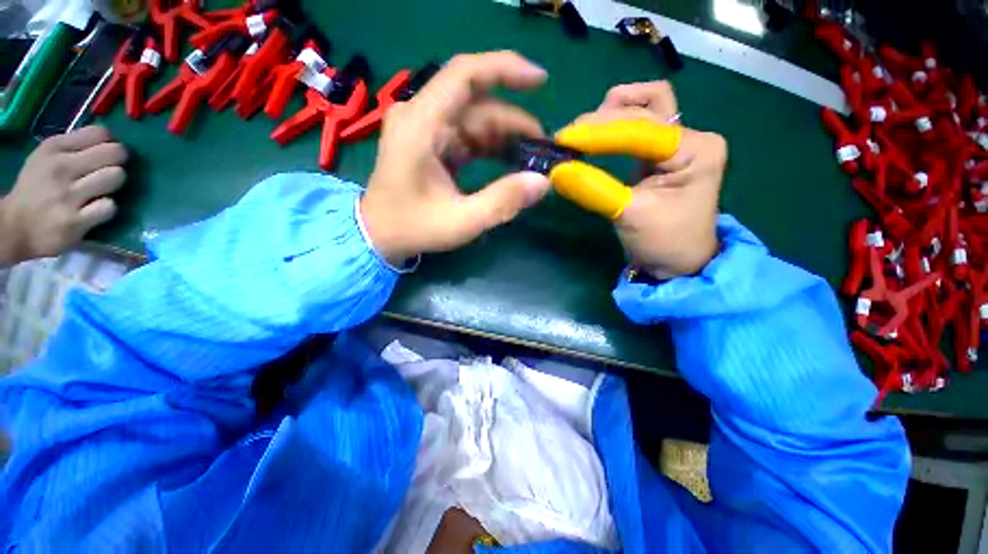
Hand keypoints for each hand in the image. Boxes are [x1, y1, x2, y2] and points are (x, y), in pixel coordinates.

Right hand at [0, 126, 126, 264]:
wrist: (16, 228)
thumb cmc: (37, 188)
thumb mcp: (48, 157)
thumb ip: (77, 146)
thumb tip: (110, 140)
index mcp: (54, 148)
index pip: (100, 134)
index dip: (110, 144)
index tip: (103, 155)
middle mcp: (60, 167)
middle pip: (115, 153)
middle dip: (116, 163)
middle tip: (105, 173)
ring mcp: (67, 195)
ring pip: (116, 176)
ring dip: (113, 186)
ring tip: (100, 192)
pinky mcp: (75, 221)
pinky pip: (109, 207)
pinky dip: (107, 209)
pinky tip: (94, 211)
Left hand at [360, 52, 551, 264]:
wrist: (380, 235)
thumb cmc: (413, 228)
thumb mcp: (461, 221)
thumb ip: (502, 202)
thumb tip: (542, 183)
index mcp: (420, 125)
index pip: (464, 75)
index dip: (505, 70)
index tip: (540, 81)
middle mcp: (422, 117)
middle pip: (477, 104)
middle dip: (514, 122)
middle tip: (543, 149)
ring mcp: (426, 129)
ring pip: (475, 120)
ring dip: (505, 137)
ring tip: (531, 159)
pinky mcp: (432, 143)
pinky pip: (468, 136)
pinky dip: (491, 147)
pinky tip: (510, 162)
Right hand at [572, 82, 725, 278]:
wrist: (677, 263)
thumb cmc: (663, 241)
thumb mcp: (629, 215)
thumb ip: (593, 189)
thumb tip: (557, 171)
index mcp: (695, 149)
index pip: (642, 128)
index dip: (601, 132)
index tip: (566, 140)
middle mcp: (690, 137)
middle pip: (646, 108)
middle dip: (603, 120)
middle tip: (567, 137)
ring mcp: (676, 144)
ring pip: (645, 109)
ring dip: (612, 114)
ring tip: (581, 132)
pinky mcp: (658, 156)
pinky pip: (636, 130)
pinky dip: (614, 127)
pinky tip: (595, 136)